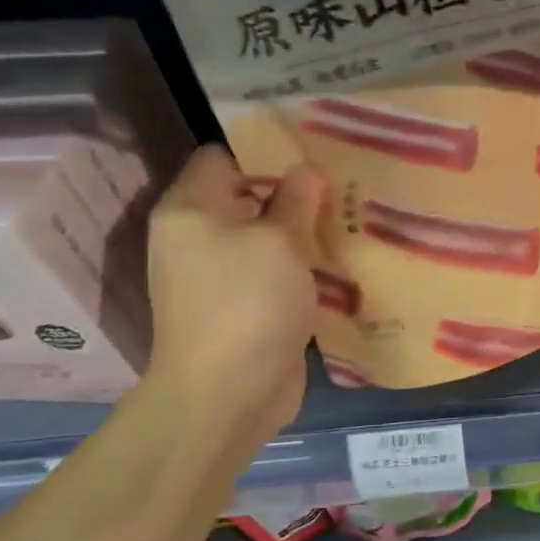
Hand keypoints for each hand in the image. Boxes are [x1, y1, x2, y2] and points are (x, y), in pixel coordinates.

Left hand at [144, 146, 328, 442]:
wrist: (229, 393)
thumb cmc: (247, 302)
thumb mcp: (279, 241)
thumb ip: (295, 201)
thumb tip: (305, 170)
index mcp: (189, 211)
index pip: (223, 157)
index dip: (266, 147)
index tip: (314, 147)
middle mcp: (196, 238)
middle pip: (247, 197)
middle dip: (293, 190)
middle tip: (343, 179)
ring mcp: (219, 276)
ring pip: (265, 238)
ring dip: (302, 230)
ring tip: (350, 214)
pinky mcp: (244, 307)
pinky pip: (275, 272)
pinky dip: (301, 265)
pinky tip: (340, 257)